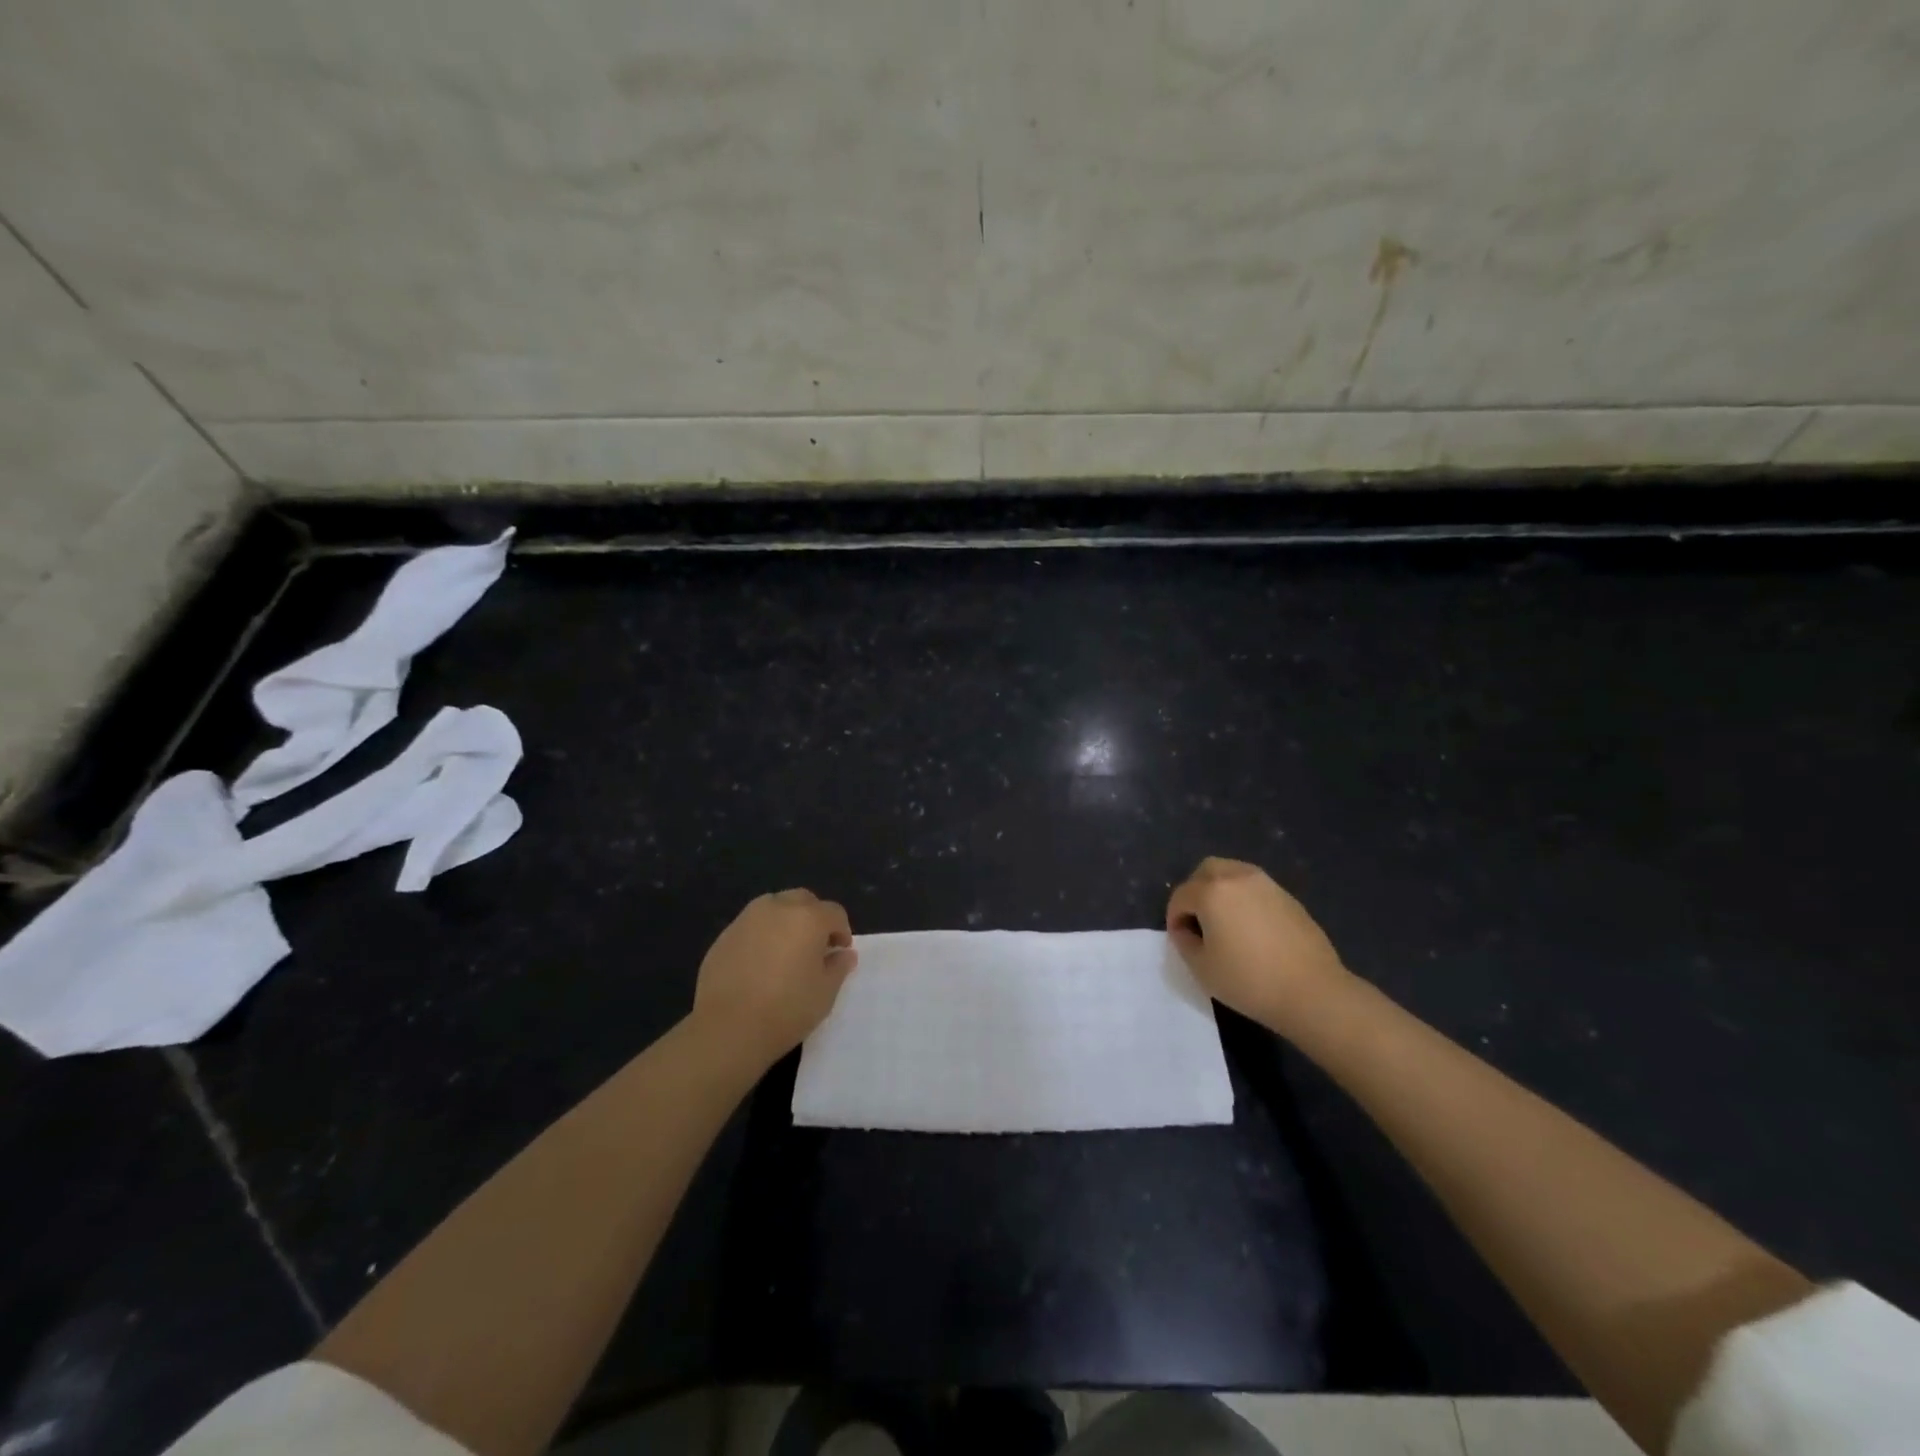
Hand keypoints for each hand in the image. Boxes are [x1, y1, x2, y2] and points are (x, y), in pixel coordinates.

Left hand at [690, 890, 856, 1069]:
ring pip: (775, 907)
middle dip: (814, 918)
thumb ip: (839, 967)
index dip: (842, 931)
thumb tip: (844, 954)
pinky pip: (752, 925)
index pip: (835, 912)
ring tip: (785, 952)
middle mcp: (778, 908)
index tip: (839, 953)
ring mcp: (747, 918)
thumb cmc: (786, 1009)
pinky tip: (759, 964)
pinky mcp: (724, 935)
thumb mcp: (825, 992)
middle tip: (814, 947)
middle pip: (804, 900)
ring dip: (786, 921)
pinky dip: (762, 935)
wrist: (727, 1028)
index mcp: (809, 918)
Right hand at [1166, 857, 1352, 1033]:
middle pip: (1206, 871)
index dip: (1174, 918)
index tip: (1180, 940)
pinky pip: (1256, 889)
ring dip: (1221, 891)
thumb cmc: (1250, 981)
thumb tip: (1186, 930)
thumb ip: (1184, 942)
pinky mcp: (1289, 898)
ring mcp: (1267, 885)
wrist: (1313, 992)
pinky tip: (1252, 929)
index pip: (1181, 896)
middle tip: (1198, 922)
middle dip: (1195, 891)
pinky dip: (1245, 899)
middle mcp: (1237, 877)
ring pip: (1233, 873)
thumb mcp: (1202, 968)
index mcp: (1212, 892)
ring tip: (1225, 923)